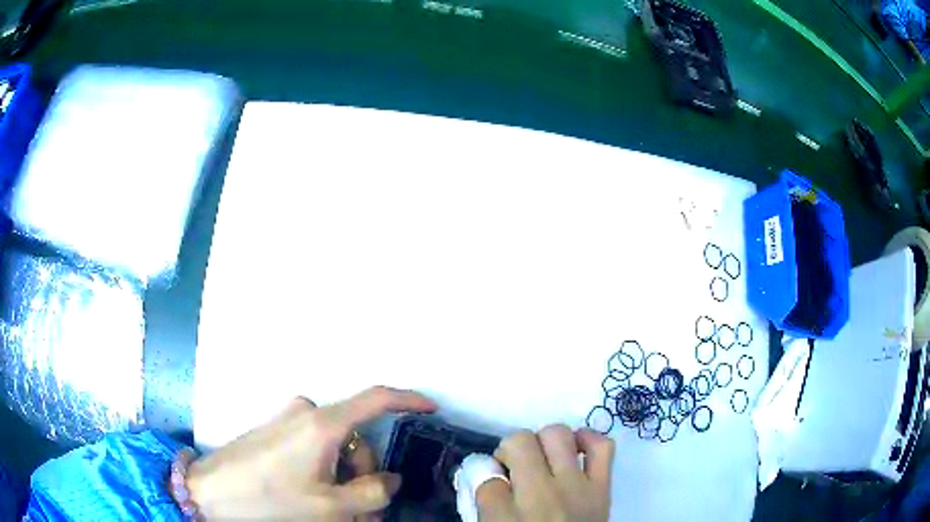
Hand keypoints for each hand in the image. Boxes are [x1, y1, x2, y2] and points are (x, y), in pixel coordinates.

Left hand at [187, 386, 436, 520]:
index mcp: (322, 424)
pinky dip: (324, 472)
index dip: (408, 400)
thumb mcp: (329, 507)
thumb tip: (389, 480)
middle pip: (355, 440)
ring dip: (343, 479)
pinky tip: (316, 498)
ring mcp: (287, 420)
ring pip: (334, 448)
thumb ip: (371, 493)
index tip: (430, 408)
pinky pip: (313, 448)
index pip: (375, 399)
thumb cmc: (270, 499)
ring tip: (337, 513)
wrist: (211, 492)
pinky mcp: (275, 431)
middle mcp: (306, 413)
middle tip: (362, 513)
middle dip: (364, 476)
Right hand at [476, 425, 613, 521]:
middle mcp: (541, 496)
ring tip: (542, 460)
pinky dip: (588, 439)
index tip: (489, 479)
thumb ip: (483, 505)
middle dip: (510, 450)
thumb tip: (482, 474)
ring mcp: (576, 488)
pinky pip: (602, 447)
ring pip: (557, 435)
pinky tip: (575, 450)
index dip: (482, 472)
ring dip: (543, 442)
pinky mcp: (603, 488)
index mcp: (505, 516)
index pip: (483, 473)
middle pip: (519, 442)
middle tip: (513, 470)